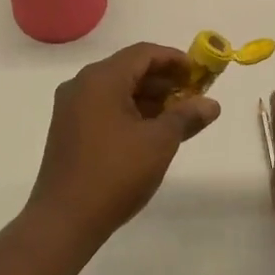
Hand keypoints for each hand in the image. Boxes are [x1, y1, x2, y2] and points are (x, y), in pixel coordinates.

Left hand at [26, 42, 219, 250]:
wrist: (63, 221)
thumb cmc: (115, 174)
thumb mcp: (159, 143)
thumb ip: (186, 116)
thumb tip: (212, 104)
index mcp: (101, 79)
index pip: (143, 53)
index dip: (174, 59)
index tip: (199, 73)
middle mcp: (82, 84)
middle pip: (129, 69)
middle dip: (163, 80)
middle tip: (193, 95)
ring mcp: (71, 107)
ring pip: (117, 89)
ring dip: (148, 97)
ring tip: (177, 116)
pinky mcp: (68, 129)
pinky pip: (104, 106)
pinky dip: (129, 110)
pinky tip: (150, 130)